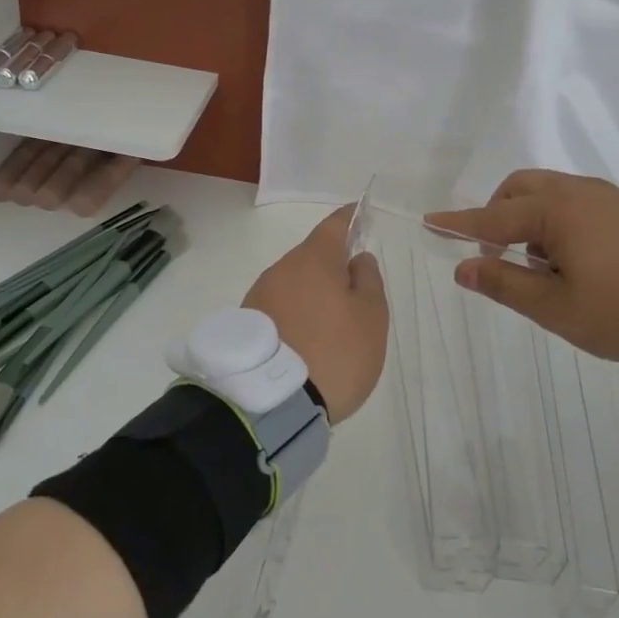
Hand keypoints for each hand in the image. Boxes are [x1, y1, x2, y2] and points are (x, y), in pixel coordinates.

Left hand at [243, 207, 387, 421]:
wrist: (272, 403)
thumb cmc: (336, 353)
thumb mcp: (371, 318)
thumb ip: (369, 281)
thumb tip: (357, 259)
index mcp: (314, 259)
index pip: (334, 224)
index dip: (350, 218)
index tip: (360, 213)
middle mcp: (282, 268)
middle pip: (312, 256)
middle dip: (331, 265)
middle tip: (353, 290)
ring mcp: (259, 295)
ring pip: (294, 282)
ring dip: (312, 292)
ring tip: (330, 324)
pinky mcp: (247, 323)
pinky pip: (279, 307)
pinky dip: (296, 313)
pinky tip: (306, 339)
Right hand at [427, 170, 618, 360]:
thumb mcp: (555, 307)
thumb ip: (505, 283)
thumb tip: (464, 268)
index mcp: (557, 211)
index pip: (493, 216)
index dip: (459, 222)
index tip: (430, 221)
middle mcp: (580, 191)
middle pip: (521, 188)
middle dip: (497, 213)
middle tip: (497, 253)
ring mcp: (610, 195)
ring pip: (551, 191)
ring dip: (530, 217)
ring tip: (541, 263)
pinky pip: (580, 200)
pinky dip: (560, 218)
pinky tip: (576, 256)